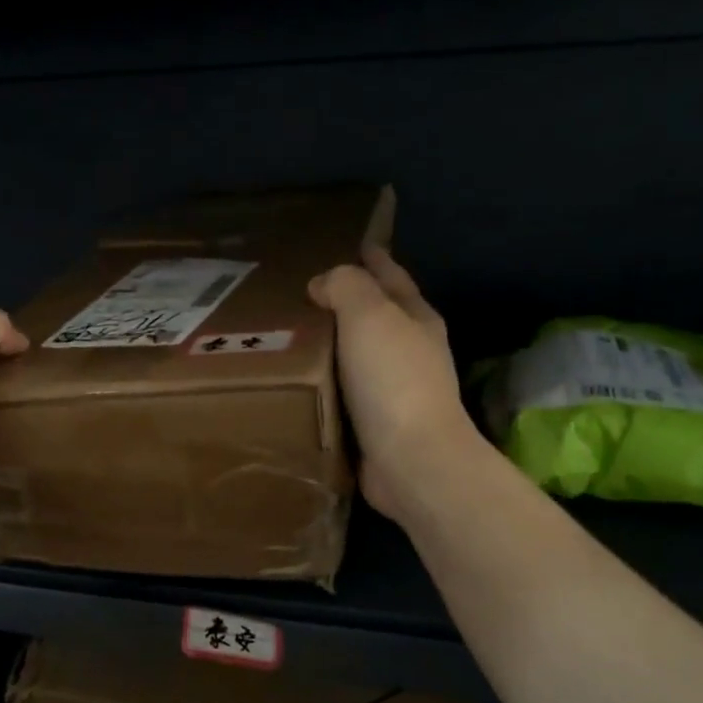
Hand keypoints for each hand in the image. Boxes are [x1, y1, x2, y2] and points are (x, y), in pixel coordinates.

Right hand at [308, 246, 483, 524]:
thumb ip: (346, 287)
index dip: (372, 258)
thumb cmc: (393, 380)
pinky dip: (322, 383)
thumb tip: (324, 283)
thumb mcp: (370, 316)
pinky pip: (342, 392)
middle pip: (374, 316)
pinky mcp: (374, 424)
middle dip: (345, 302)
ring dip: (329, 345)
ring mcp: (394, 391)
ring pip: (355, 356)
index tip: (349, 243)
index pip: (391, 276)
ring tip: (286, 335)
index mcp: (416, 318)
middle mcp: (410, 351)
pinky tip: (296, 381)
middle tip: (299, 292)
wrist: (411, 460)